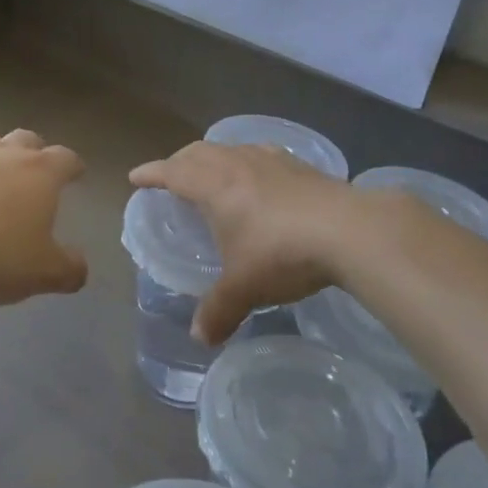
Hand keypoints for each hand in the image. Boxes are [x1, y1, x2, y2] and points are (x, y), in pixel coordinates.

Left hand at [0, 129, 88, 303]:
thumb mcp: (40, 273)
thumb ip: (68, 270)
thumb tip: (79, 268)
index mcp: (40, 173)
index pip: (66, 158)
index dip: (74, 167)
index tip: (76, 174)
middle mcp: (4, 153)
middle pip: (27, 139)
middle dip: (35, 152)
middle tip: (33, 174)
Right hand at [130, 142, 357, 343]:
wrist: (351, 231)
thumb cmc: (283, 254)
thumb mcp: (245, 288)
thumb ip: (218, 311)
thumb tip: (199, 339)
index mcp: (215, 187)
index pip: (173, 172)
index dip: (151, 174)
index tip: (135, 177)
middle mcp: (239, 165)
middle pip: (199, 152)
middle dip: (179, 161)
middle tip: (170, 176)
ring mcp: (272, 161)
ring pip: (231, 148)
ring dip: (213, 157)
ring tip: (212, 173)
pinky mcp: (301, 167)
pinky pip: (261, 154)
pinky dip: (246, 161)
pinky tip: (260, 177)